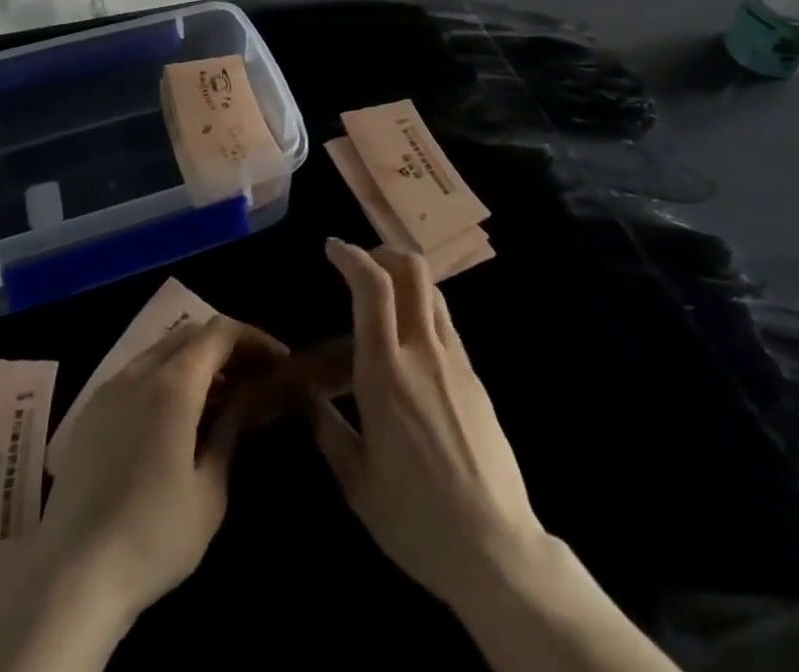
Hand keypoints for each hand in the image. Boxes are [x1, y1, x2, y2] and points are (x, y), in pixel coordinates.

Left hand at [30, 315, 286, 624]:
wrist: (70, 578)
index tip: (279, 362)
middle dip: (226, 348)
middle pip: (190, 335)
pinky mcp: (89, 413)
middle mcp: (138, 372)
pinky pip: (136, 375)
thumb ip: (230, 431)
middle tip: (253, 378)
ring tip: (220, 397)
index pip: (220, 332)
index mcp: (173, 383)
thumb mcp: (210, 491)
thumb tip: (247, 398)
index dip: (254, 339)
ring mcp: (108, 389)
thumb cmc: (153, 537)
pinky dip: (165, 378)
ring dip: (195, 362)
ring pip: (161, 352)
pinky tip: (175, 417)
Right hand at [310, 239, 545, 609]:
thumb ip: (326, 427)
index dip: (351, 256)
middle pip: (412, 270)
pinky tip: (408, 346)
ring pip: (432, 291)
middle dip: (382, 252)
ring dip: (404, 278)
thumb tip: (303, 396)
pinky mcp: (475, 378)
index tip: (332, 248)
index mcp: (386, 373)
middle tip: (360, 263)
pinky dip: (421, 311)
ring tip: (382, 299)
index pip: (372, 287)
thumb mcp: (356, 481)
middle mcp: (423, 352)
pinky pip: (445, 324)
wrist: (496, 550)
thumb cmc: (415, 519)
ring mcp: (455, 362)